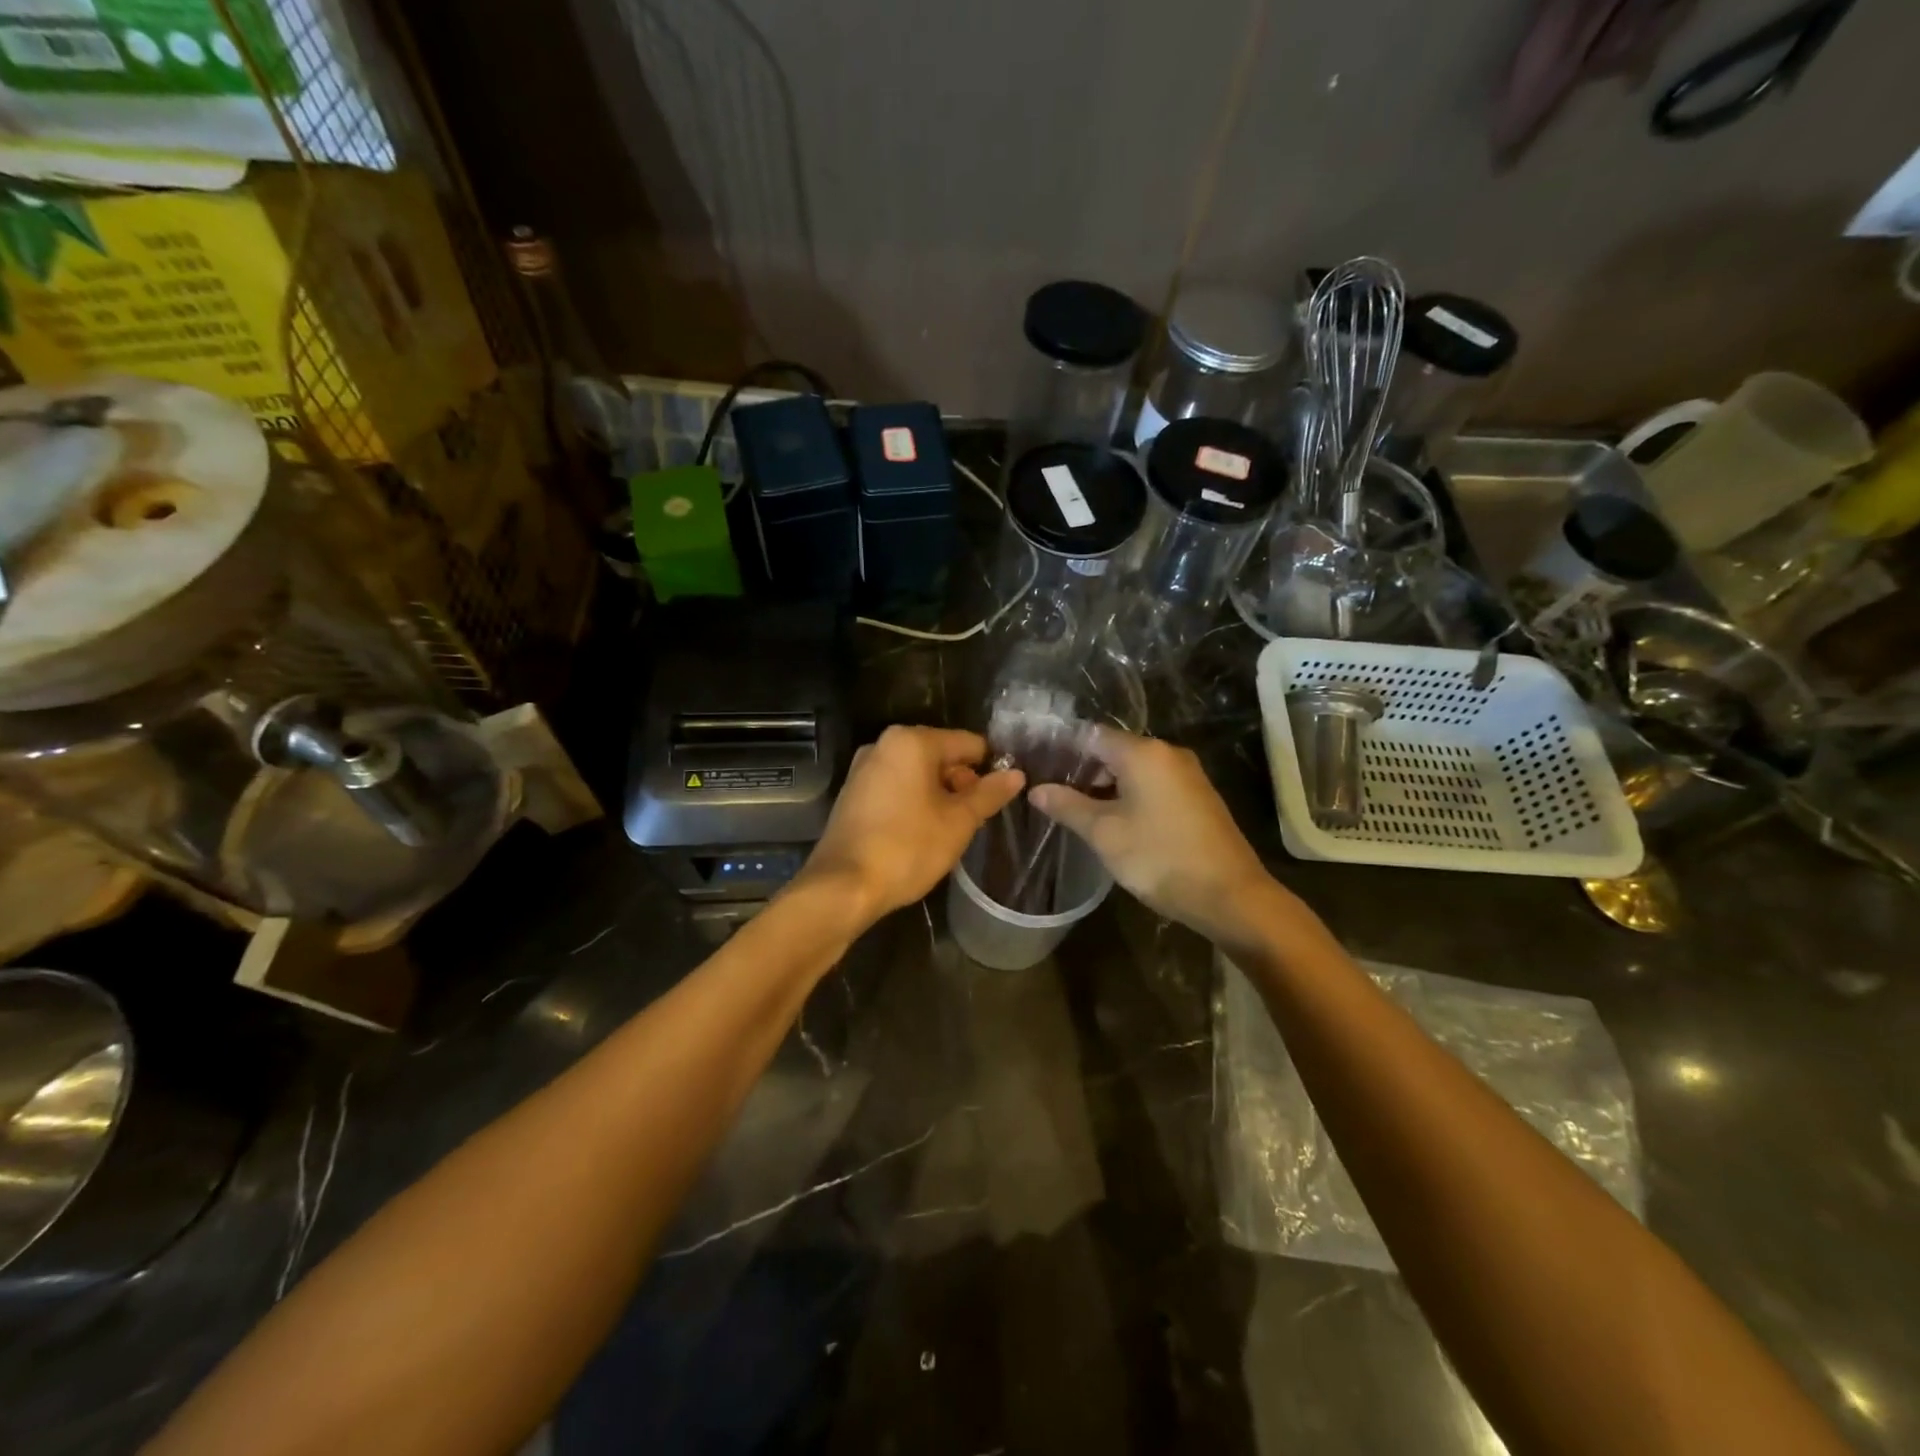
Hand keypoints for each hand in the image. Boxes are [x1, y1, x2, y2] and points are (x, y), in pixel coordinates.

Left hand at [796, 726, 1024, 925]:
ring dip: (939, 795)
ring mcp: (864, 769)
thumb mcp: (958, 822)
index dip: (991, 767)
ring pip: (917, 773)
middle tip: (976, 818)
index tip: (1002, 796)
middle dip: (962, 783)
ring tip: (952, 829)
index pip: (968, 743)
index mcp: (911, 741)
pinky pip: (896, 787)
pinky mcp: (853, 794)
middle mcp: (884, 745)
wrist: (844, 886)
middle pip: (940, 755)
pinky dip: (914, 802)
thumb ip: (989, 794)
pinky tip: (922, 832)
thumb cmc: (908, 847)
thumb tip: (1017, 774)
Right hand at [1029, 727, 1289, 944]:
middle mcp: (1168, 753)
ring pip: (1135, 769)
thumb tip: (1036, 789)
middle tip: (1051, 792)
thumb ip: (1067, 806)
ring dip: (1105, 785)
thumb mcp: (1104, 833)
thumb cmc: (1160, 857)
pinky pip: (1154, 784)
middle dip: (1082, 769)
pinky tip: (1113, 819)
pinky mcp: (1198, 797)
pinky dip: (1130, 795)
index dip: (1062, 749)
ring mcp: (1187, 775)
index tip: (1038, 766)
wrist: (1230, 895)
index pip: (1091, 735)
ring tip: (1075, 808)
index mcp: (1144, 753)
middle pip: (1114, 750)